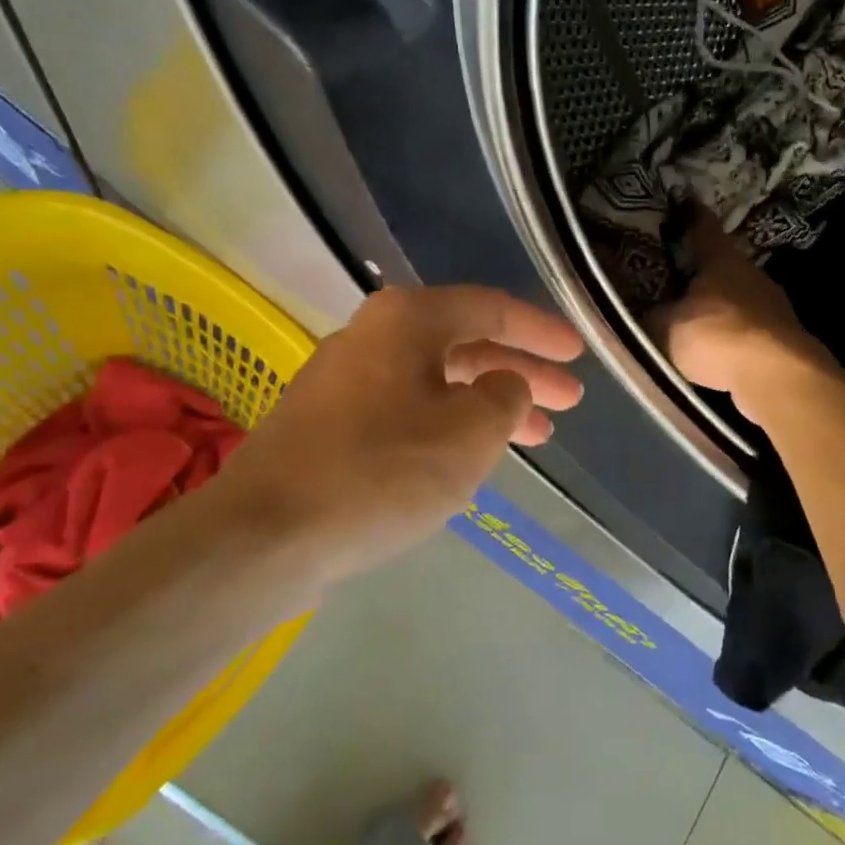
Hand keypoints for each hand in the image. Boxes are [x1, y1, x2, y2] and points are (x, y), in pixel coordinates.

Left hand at [206, 285, 584, 580]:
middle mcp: (373, 337)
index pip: (491, 309)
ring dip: (490, 404)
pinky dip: (451, 425)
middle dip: (522, 372)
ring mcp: (346, 382)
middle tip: (569, 400)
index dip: (542, 332)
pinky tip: (471, 454)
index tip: (579, 355)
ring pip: (439, 382)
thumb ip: (506, 396)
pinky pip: (410, 411)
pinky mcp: (330, 426)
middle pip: (466, 344)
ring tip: (537, 436)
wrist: (266, 534)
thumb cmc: (381, 471)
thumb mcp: (470, 432)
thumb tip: (504, 385)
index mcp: (407, 320)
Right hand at [648, 209, 837, 423]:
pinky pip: (749, 326)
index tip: (683, 200)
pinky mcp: (784, 335)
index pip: (703, 226)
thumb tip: (643, 309)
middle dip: (702, 267)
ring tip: (695, 314)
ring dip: (719, 303)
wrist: (776, 376)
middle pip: (722, 262)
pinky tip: (719, 347)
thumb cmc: (716, 337)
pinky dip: (733, 332)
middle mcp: (751, 273)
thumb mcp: (665, 327)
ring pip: (738, 295)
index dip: (690, 213)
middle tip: (678, 272)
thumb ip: (650, 315)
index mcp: (721, 259)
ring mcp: (773, 304)